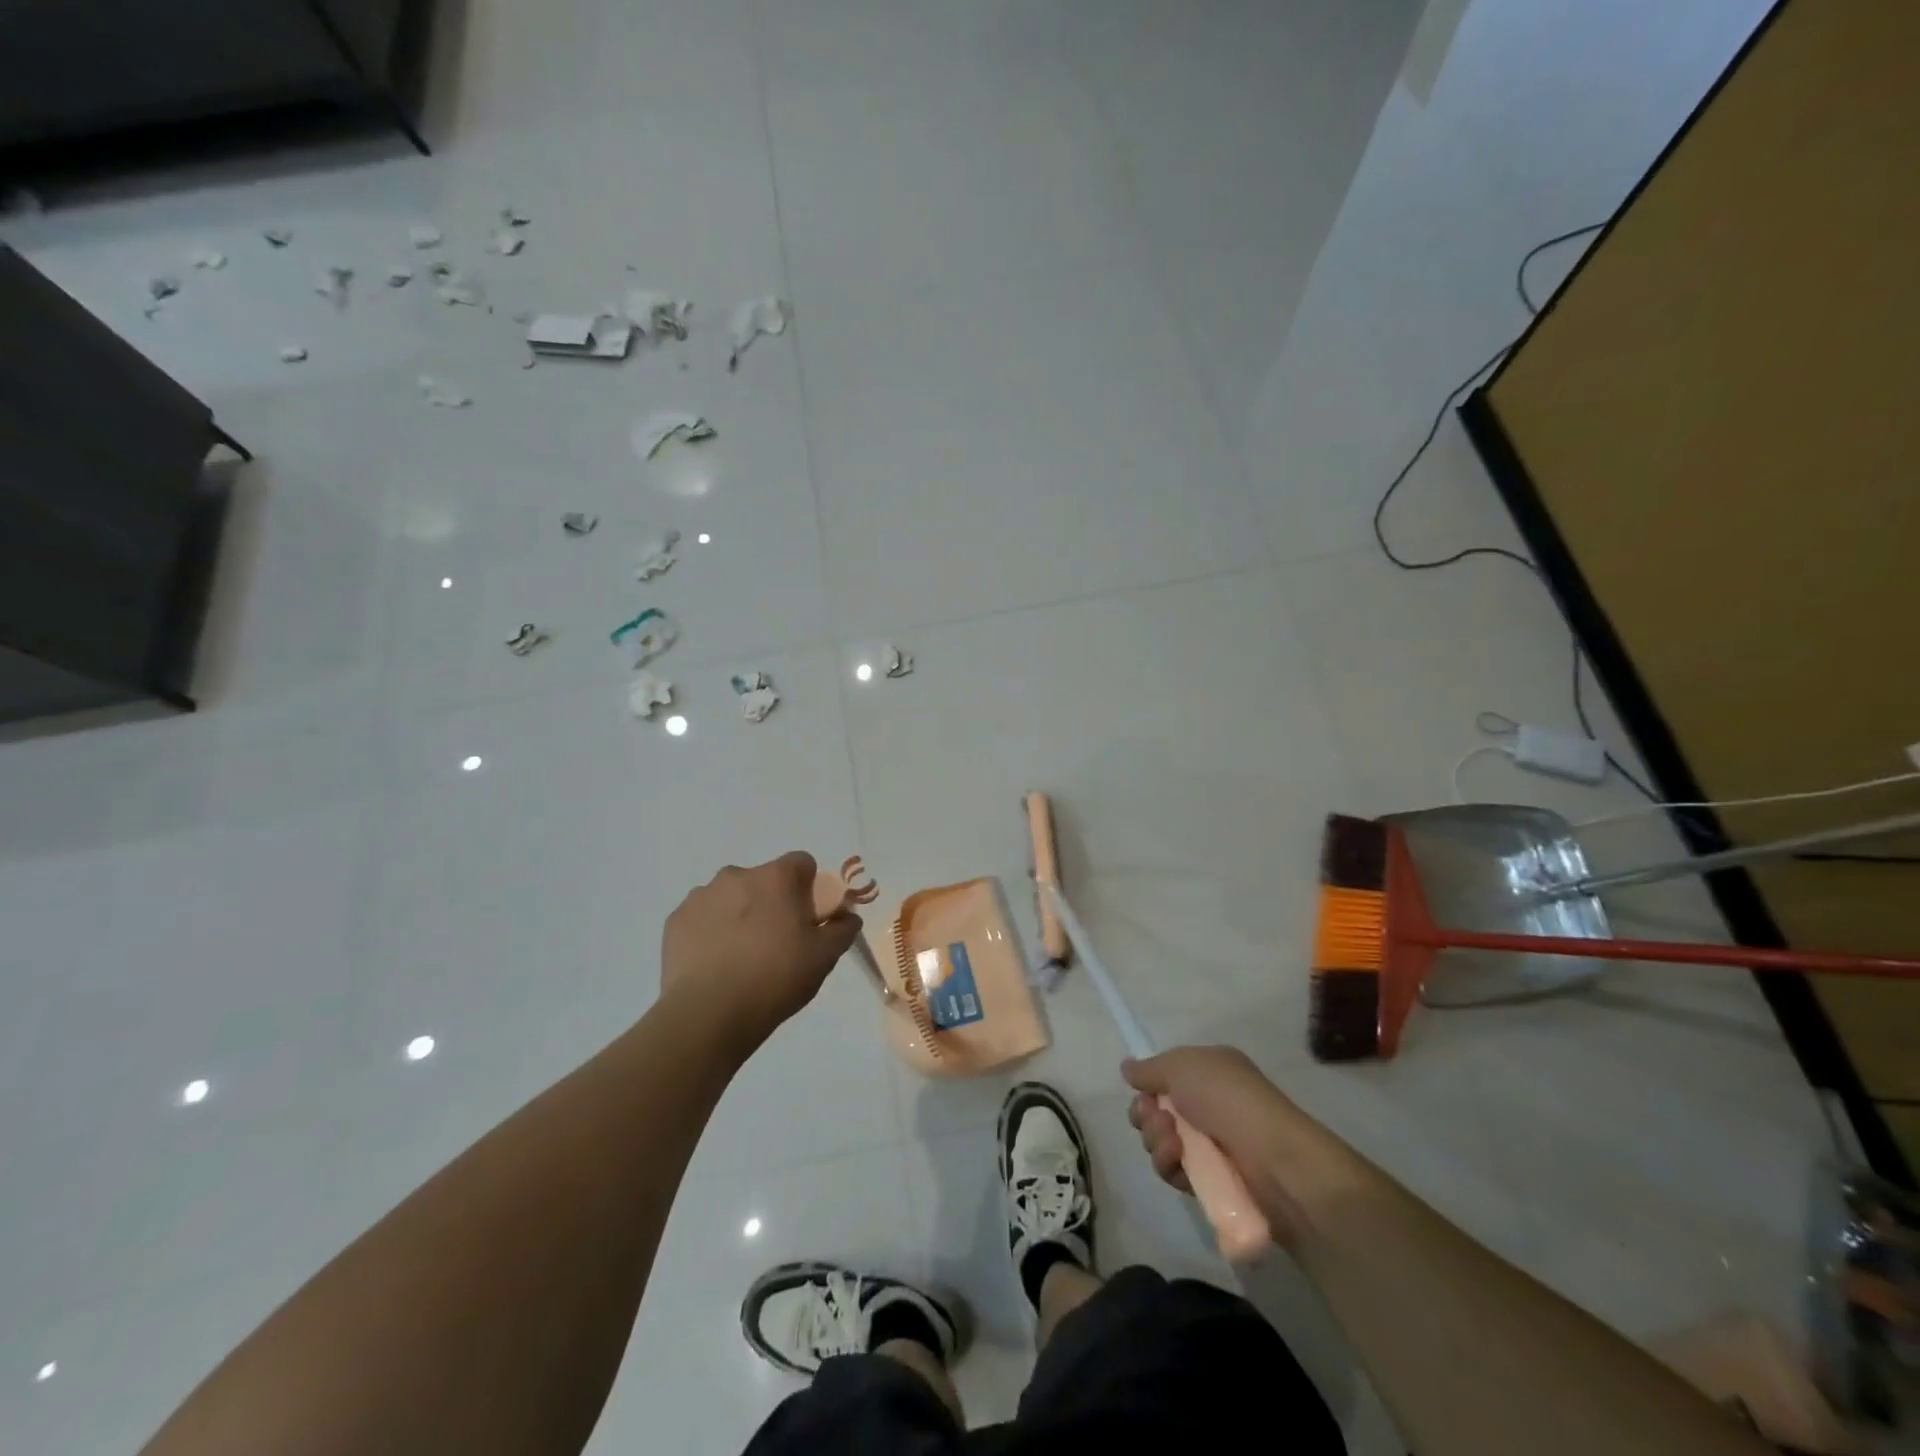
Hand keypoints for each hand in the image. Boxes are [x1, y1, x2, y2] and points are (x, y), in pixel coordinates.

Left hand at [660, 853, 860, 1048]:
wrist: (708, 1014)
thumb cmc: (775, 978)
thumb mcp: (824, 957)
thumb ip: (842, 929)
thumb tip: (847, 917)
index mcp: (775, 877)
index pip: (802, 863)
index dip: (809, 888)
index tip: (808, 919)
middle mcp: (736, 875)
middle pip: (764, 880)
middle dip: (772, 902)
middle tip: (776, 943)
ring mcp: (700, 896)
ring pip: (730, 898)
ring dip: (739, 916)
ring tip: (741, 959)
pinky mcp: (675, 921)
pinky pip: (702, 918)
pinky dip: (710, 933)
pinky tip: (715, 965)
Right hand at [1125, 1046, 1354, 1246]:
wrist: (1274, 1159)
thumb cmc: (1228, 1099)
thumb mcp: (1182, 1066)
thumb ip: (1150, 1069)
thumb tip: (1126, 1068)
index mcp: (1209, 1073)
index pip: (1166, 1079)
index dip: (1148, 1088)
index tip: (1143, 1095)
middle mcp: (1211, 1105)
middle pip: (1158, 1112)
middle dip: (1148, 1117)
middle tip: (1159, 1121)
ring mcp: (1213, 1145)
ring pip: (1163, 1143)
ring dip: (1158, 1142)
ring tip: (1174, 1145)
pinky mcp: (1214, 1181)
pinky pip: (1177, 1172)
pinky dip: (1171, 1167)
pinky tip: (1180, 1165)